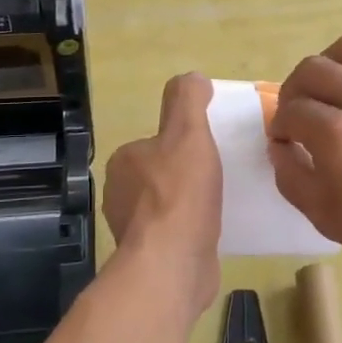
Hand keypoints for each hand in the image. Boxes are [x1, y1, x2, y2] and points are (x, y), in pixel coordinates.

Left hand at [102, 72, 222, 316]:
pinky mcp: (149, 257)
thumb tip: (192, 78)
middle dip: (187, 176)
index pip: (155, 143)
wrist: (173, 264)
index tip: (209, 151)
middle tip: (221, 177)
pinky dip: (190, 231)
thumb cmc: (180, 194)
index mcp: (124, 161)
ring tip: (221, 205)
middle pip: (161, 174)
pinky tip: (212, 233)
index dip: (183, 144)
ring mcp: (133, 229)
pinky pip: (173, 235)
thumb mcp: (188, 133)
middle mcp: (120, 194)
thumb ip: (188, 101)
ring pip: (167, 206)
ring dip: (189, 205)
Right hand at [268, 34, 341, 291]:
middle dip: (294, 90)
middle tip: (299, 112)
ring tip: (333, 86)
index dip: (279, 126)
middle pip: (313, 69)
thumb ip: (292, 177)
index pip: (290, 111)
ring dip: (331, 63)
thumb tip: (279, 148)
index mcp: (336, 134)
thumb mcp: (326, 217)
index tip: (283, 140)